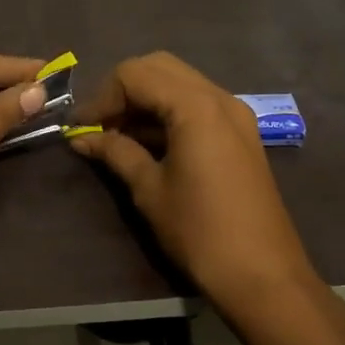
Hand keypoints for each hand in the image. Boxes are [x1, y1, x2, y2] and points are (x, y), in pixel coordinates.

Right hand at [68, 51, 313, 305]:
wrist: (264, 276)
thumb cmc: (200, 231)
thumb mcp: (149, 189)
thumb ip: (115, 152)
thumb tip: (81, 137)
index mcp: (195, 106)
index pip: (135, 75)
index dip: (102, 97)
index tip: (82, 129)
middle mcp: (219, 97)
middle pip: (158, 67)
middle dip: (123, 90)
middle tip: (101, 126)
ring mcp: (235, 114)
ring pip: (179, 82)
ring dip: (145, 100)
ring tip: (118, 137)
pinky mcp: (241, 133)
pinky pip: (197, 104)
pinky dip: (168, 112)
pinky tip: (147, 144)